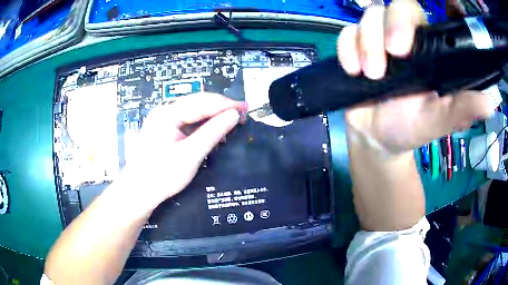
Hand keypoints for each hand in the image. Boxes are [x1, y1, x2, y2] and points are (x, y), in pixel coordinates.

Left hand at [118, 93, 246, 208]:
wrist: (139, 192)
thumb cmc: (162, 175)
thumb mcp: (190, 155)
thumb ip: (213, 132)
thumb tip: (233, 115)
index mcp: (168, 114)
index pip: (203, 102)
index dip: (226, 104)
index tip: (245, 108)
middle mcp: (164, 112)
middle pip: (197, 103)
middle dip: (220, 107)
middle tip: (241, 113)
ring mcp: (162, 120)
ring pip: (193, 111)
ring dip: (212, 115)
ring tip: (230, 120)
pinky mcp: (164, 130)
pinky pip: (187, 121)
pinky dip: (202, 124)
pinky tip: (212, 129)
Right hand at [338, 0, 492, 154]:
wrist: (379, 138)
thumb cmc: (411, 128)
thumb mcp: (438, 121)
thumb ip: (462, 109)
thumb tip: (490, 102)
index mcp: (428, 50)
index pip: (422, 15)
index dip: (413, 17)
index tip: (408, 45)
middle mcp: (405, 38)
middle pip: (394, 6)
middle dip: (390, 26)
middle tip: (391, 57)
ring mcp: (378, 40)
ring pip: (369, 17)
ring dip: (366, 43)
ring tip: (371, 75)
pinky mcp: (356, 47)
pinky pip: (346, 33)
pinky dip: (347, 48)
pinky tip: (353, 70)